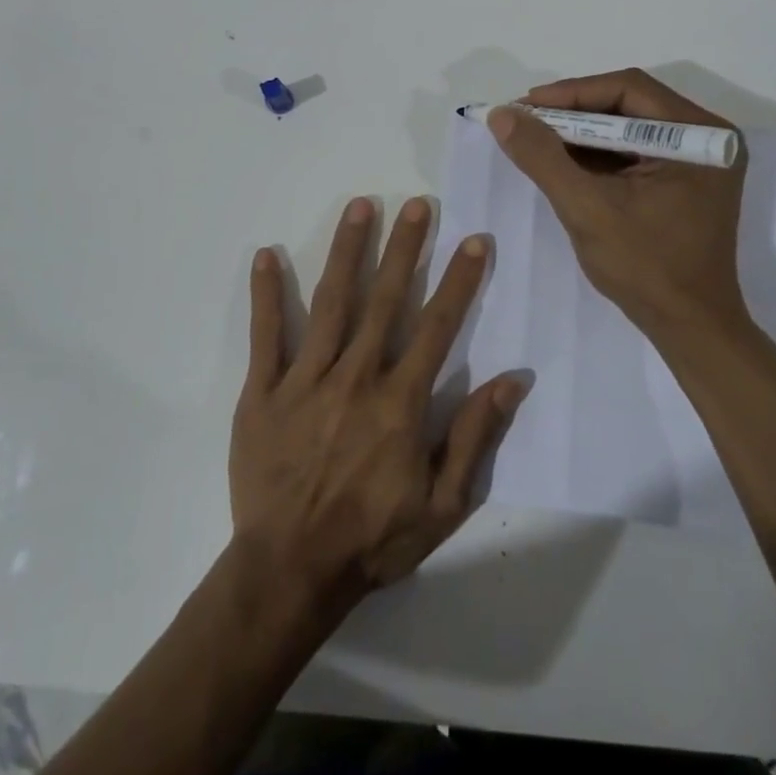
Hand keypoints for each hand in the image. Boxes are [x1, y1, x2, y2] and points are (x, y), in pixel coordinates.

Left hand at [230, 196, 526, 603]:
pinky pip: (265, 335)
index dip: (459, 281)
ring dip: (348, 251)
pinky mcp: (263, 391)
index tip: (473, 240)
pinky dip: (267, 294)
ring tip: (360, 207)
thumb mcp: (444, 504)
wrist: (291, 570)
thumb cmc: (373, 539)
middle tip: (417, 204)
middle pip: (385, 300)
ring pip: (331, 303)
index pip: (438, 327)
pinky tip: (266, 255)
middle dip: (405, 248)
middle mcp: (356, 377)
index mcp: (400, 401)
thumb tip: (513, 378)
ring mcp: (305, 380)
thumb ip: (475, 436)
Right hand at [486, 69, 755, 342]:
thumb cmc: (645, 268)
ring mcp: (697, 160)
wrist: (688, 327)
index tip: (523, 106)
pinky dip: (597, 154)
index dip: (571, 93)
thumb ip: (543, 157)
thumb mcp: (586, 208)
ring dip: (581, 133)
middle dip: (572, 113)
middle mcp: (706, 137)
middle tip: (524, 120)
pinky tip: (562, 160)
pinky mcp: (684, 180)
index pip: (628, 90)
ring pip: (629, 127)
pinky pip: (634, 152)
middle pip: (629, 104)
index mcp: (699, 135)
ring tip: (534, 138)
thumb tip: (502, 115)